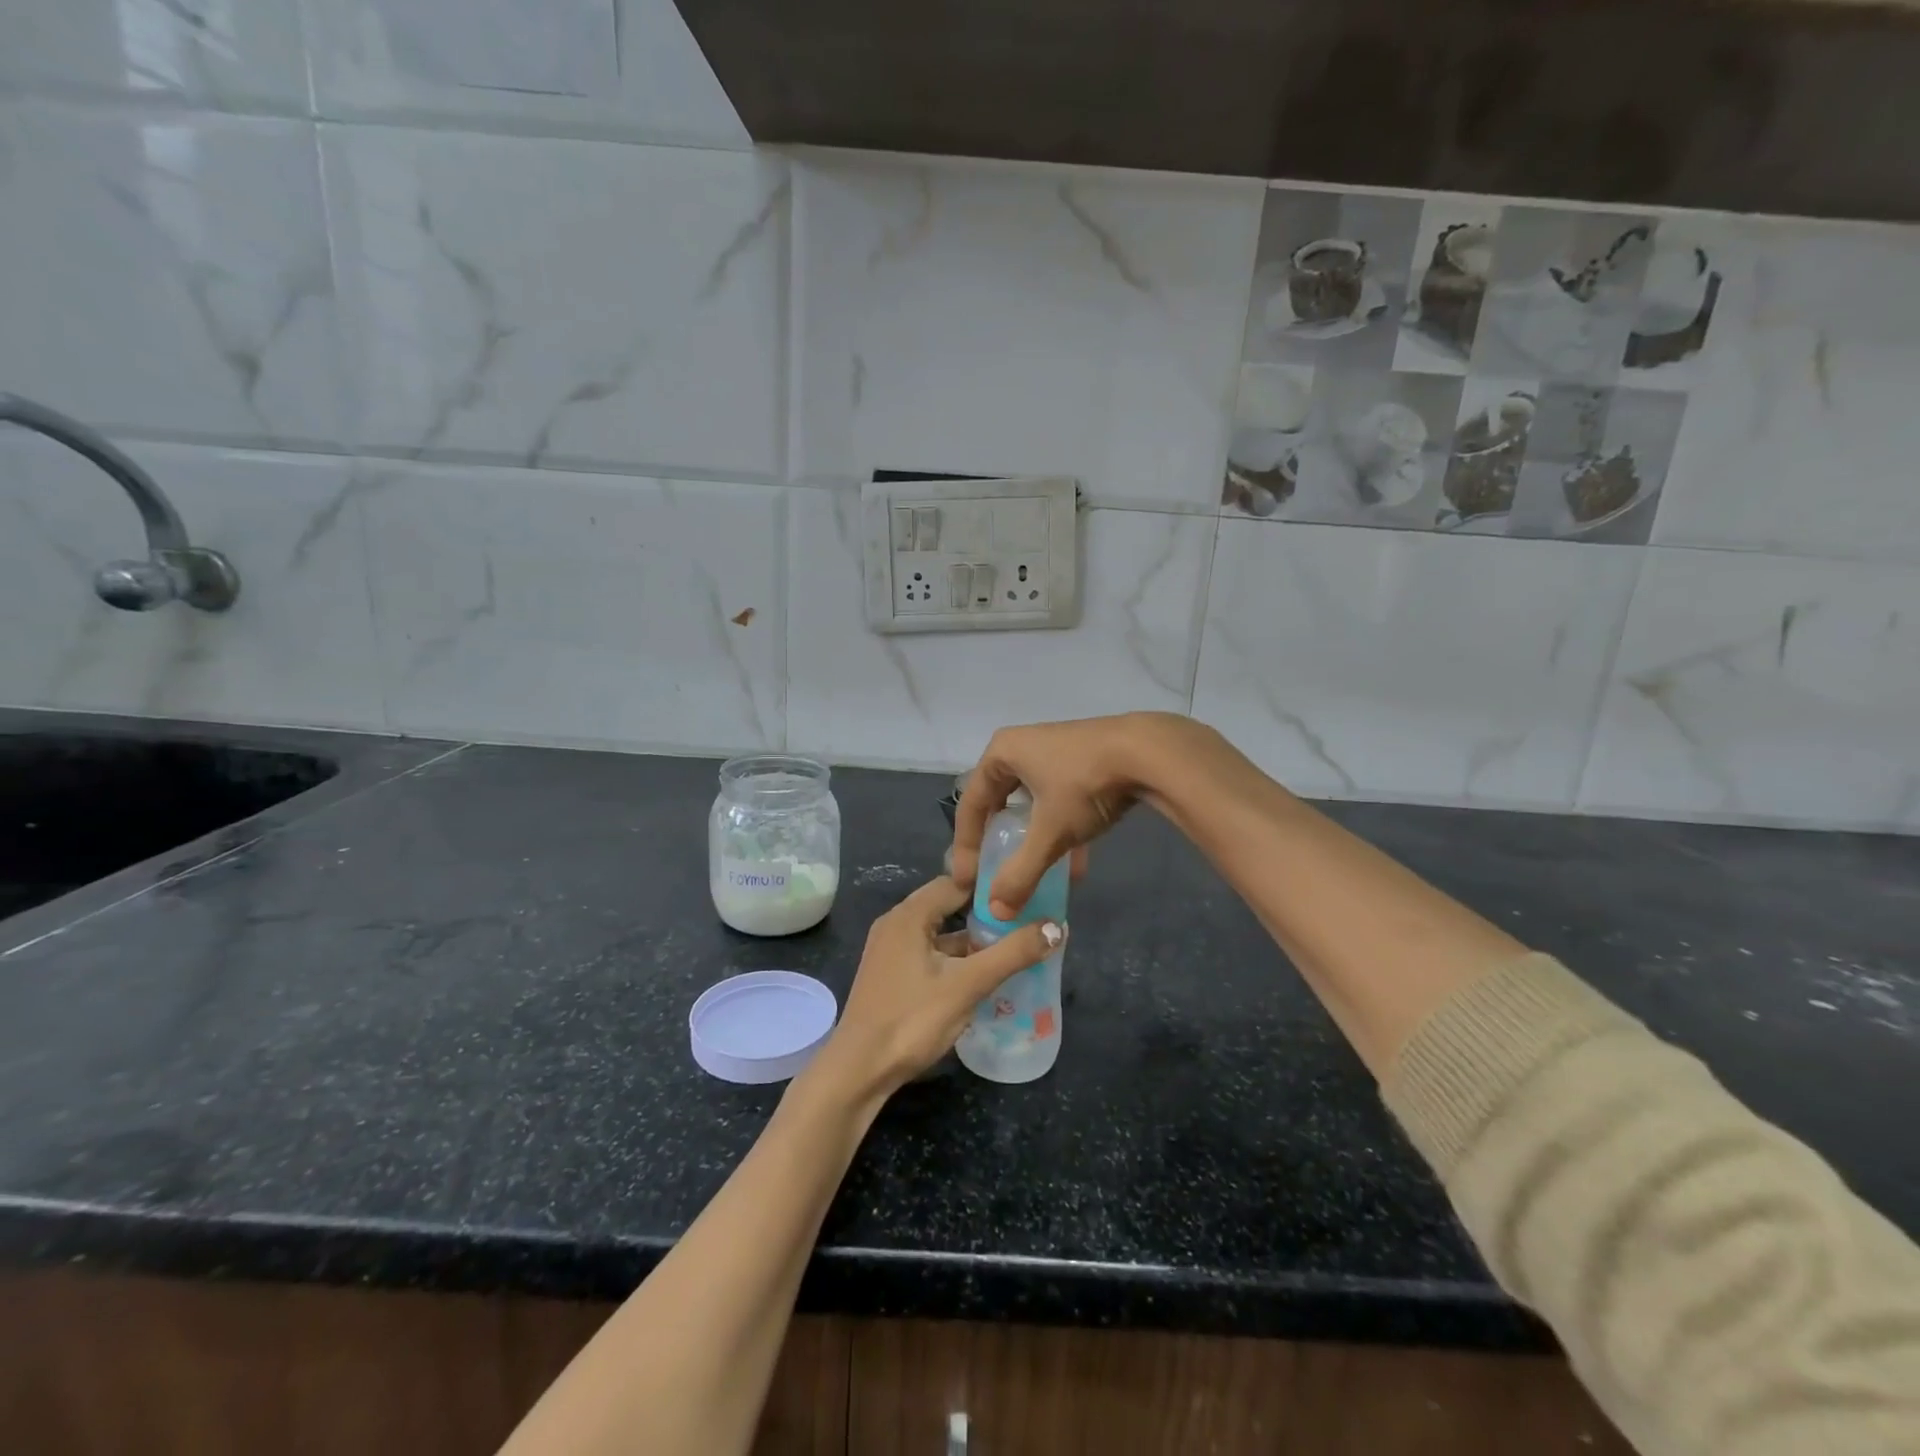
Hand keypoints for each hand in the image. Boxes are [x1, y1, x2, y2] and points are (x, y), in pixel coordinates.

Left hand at [818, 877, 1062, 1100]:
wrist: (859, 1070)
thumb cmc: (912, 1019)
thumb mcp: (968, 985)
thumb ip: (1013, 953)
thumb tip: (1057, 926)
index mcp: (909, 915)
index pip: (956, 882)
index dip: (991, 886)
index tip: (1025, 891)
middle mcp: (896, 924)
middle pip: (948, 906)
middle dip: (985, 914)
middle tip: (1026, 920)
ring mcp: (891, 951)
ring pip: (940, 933)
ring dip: (972, 940)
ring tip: (1013, 947)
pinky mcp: (892, 975)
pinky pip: (930, 954)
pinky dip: (956, 959)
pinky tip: (982, 976)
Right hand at [952, 714, 1189, 918]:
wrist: (1149, 753)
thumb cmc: (1084, 786)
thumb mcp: (1049, 833)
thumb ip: (1021, 873)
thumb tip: (995, 912)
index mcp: (1001, 753)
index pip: (971, 804)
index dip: (966, 846)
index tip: (968, 881)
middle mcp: (1023, 746)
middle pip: (1000, 802)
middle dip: (1000, 842)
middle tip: (997, 874)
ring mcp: (1056, 751)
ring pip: (1034, 803)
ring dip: (1035, 841)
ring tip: (1037, 876)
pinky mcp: (1086, 760)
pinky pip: (1062, 800)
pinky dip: (1064, 831)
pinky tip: (1076, 866)